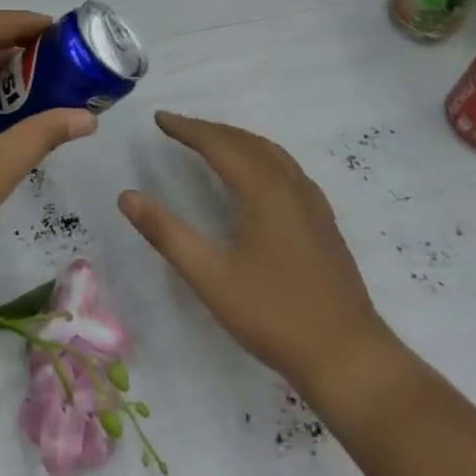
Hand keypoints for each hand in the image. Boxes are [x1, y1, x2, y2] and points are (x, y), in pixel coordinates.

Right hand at [118, 111, 390, 388]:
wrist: (348, 357)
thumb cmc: (274, 315)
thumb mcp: (210, 277)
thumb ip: (166, 233)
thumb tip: (126, 196)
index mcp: (263, 191)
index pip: (219, 144)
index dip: (187, 128)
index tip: (159, 118)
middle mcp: (290, 185)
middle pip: (246, 142)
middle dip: (209, 130)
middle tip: (178, 128)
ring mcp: (312, 203)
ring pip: (271, 152)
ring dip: (237, 140)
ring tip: (210, 141)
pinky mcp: (323, 221)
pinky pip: (287, 169)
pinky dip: (261, 156)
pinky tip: (257, 175)